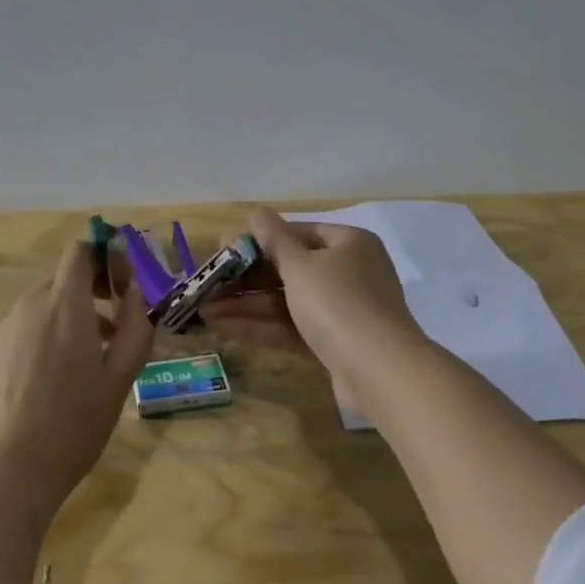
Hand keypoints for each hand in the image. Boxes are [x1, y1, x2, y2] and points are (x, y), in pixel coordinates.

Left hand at [0, 242, 153, 509]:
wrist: (3, 471)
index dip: (105, 259)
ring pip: (43, 309)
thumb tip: (136, 293)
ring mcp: (4, 331)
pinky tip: (53, 385)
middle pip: (62, 281)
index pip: (80, 253)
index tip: (123, 288)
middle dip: (92, 294)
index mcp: (64, 305)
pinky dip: (45, 340)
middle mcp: (29, 307)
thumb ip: (134, 329)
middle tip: (115, 331)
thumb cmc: (72, 424)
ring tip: (89, 364)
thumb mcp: (118, 379)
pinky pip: (23, 332)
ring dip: (70, 320)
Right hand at [206, 208, 420, 379]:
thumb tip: (257, 212)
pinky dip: (262, 326)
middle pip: (289, 269)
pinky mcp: (334, 343)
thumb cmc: (337, 302)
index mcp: (348, 243)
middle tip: (208, 283)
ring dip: (246, 305)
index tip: (224, 248)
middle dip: (245, 279)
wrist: (379, 371)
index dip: (258, 239)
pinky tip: (225, 328)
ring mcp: (343, 310)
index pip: (297, 233)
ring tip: (205, 310)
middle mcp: (349, 272)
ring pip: (286, 301)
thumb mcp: (300, 265)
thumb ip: (274, 239)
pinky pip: (292, 327)